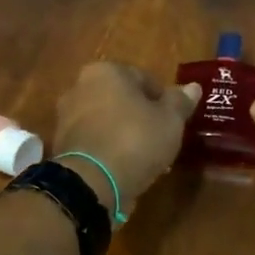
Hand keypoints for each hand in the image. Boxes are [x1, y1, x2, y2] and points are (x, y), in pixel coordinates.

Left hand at [51, 62, 199, 212]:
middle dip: (141, 117)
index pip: (143, 78)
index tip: (174, 120)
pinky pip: (94, 142)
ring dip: (124, 135)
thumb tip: (193, 87)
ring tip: (146, 158)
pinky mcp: (61, 146)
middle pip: (122, 99)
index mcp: (105, 71)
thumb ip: (180, 102)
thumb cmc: (135, 140)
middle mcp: (79, 87)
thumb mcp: (170, 120)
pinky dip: (109, 150)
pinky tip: (125, 168)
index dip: (163, 100)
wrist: (91, 183)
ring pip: (107, 122)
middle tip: (161, 139)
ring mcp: (66, 117)